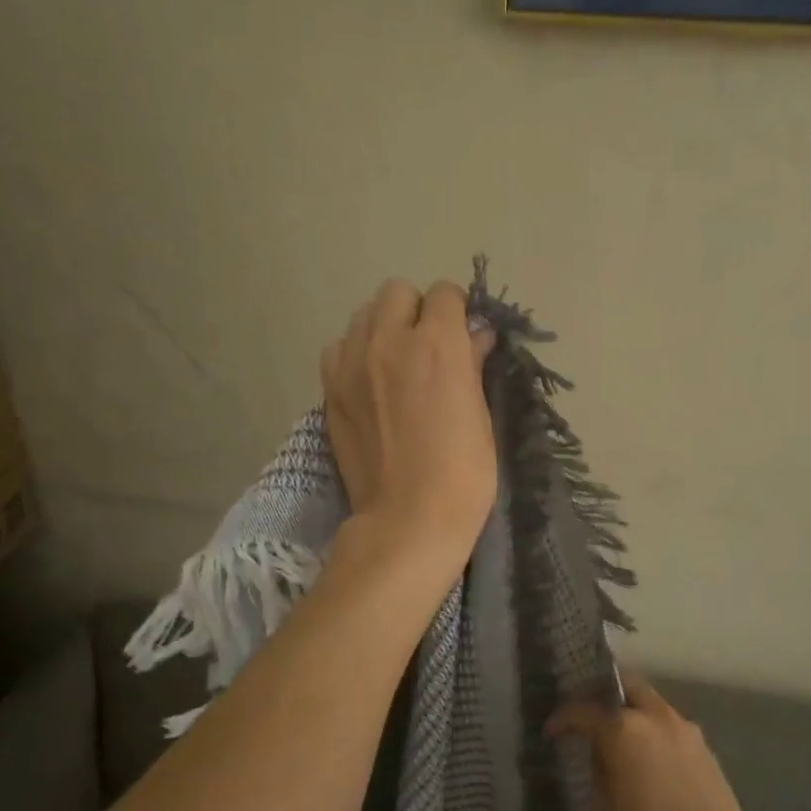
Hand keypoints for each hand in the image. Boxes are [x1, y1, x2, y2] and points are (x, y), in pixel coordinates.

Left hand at [322, 279, 496, 578]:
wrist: (408, 519)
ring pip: (363, 315)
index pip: (444, 293)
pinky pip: (338, 347)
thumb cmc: (463, 473)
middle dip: (416, 310)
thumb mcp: (481, 415)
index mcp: (437, 343)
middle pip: (397, 292)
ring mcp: (352, 363)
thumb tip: (476, 335)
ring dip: (383, 327)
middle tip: (428, 346)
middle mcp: (389, 339)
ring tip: (395, 362)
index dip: (457, 310)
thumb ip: (473, 364)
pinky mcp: (330, 388)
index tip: (463, 333)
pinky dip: (354, 353)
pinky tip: (368, 381)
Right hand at [546, 674, 762, 810]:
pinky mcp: (706, 749)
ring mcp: (685, 730)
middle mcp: (655, 718)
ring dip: (635, 714)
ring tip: (624, 741)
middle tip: (591, 717)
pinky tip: (652, 761)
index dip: (563, 718)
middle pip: (627, 686)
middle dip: (605, 695)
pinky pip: (672, 728)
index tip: (552, 730)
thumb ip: (598, 773)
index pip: (583, 711)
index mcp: (623, 729)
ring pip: (653, 705)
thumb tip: (602, 757)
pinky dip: (656, 734)